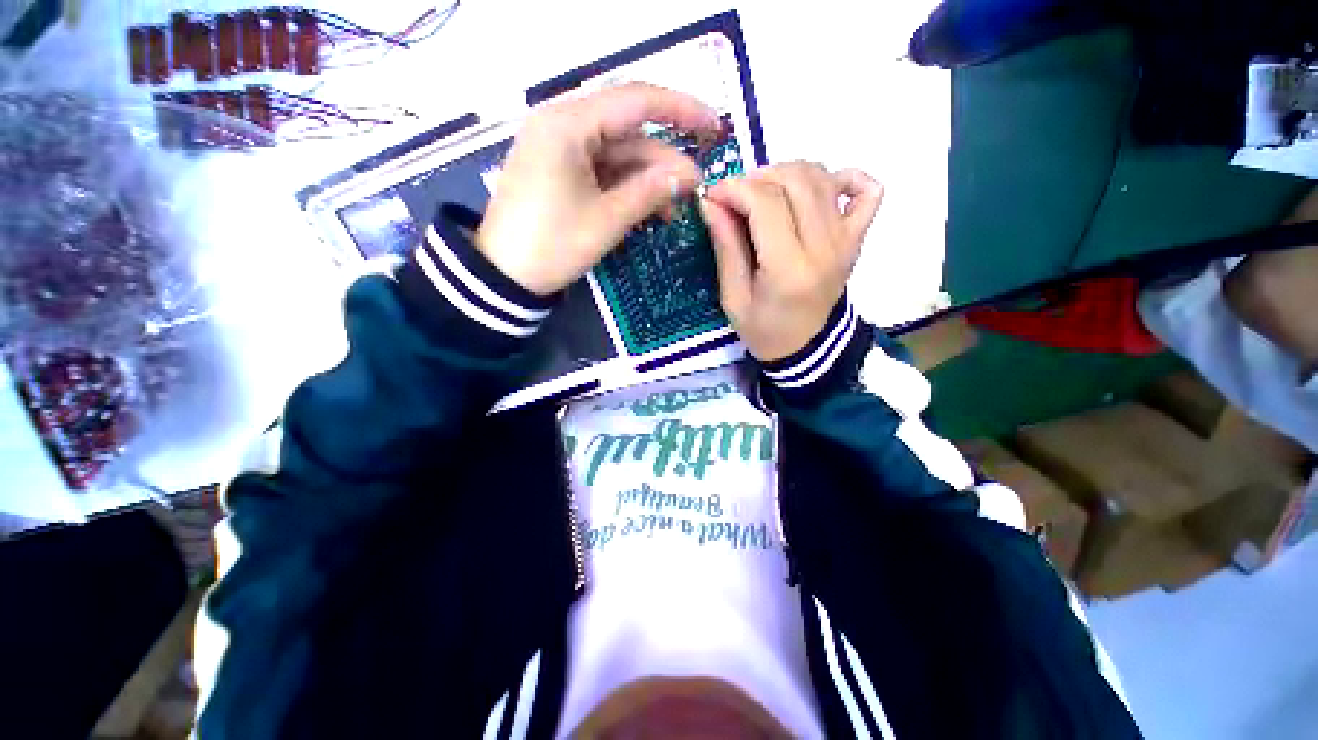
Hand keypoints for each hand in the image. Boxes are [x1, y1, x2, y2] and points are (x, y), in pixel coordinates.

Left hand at [477, 83, 721, 295]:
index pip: (635, 101)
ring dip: (648, 178)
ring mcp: (559, 147)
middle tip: (695, 188)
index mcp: (567, 124)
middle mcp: (561, 124)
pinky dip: (627, 186)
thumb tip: (689, 176)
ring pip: (617, 153)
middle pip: (628, 130)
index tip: (714, 126)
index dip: (681, 110)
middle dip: (664, 160)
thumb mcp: (607, 220)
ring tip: (674, 208)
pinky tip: (648, 207)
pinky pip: (602, 169)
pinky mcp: (559, 169)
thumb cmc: (553, 246)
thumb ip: (650, 192)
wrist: (504, 276)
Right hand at [701, 162, 883, 361]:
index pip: (766, 203)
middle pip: (795, 181)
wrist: (807, 348)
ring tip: (765, 195)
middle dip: (757, 177)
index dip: (735, 188)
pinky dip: (844, 177)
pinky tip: (818, 191)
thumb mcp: (733, 298)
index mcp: (788, 269)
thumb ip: (725, 247)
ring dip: (787, 173)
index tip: (713, 195)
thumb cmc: (764, 330)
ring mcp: (846, 240)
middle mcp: (823, 247)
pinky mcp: (857, 238)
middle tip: (737, 197)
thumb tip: (711, 202)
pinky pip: (868, 190)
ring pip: (823, 177)